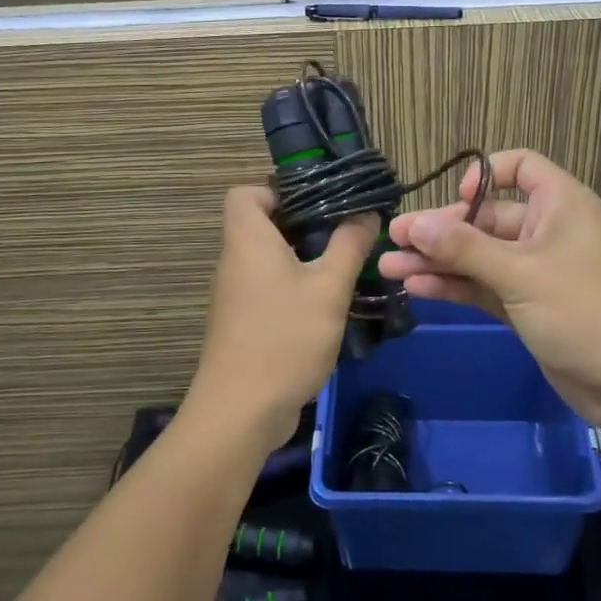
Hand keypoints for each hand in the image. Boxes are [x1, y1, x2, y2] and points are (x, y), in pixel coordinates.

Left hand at [186, 187, 377, 450]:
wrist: (241, 411)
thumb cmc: (284, 337)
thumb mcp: (328, 287)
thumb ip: (349, 245)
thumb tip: (365, 213)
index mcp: (248, 239)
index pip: (245, 193)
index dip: (276, 189)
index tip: (317, 201)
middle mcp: (235, 261)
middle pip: (262, 224)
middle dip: (303, 223)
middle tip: (343, 231)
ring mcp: (236, 295)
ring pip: (268, 259)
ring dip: (303, 257)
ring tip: (343, 264)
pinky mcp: (242, 322)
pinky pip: (268, 287)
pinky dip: (294, 286)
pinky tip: (326, 303)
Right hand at [377, 151, 600, 433]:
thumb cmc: (586, 311)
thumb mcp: (521, 274)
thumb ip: (464, 248)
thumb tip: (413, 223)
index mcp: (560, 204)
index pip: (521, 167)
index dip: (485, 175)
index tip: (456, 199)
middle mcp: (547, 231)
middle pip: (486, 218)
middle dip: (441, 229)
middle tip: (394, 239)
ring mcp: (536, 271)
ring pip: (479, 256)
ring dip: (438, 261)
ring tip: (389, 268)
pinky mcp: (528, 307)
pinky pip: (484, 286)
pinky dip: (454, 286)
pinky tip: (416, 288)